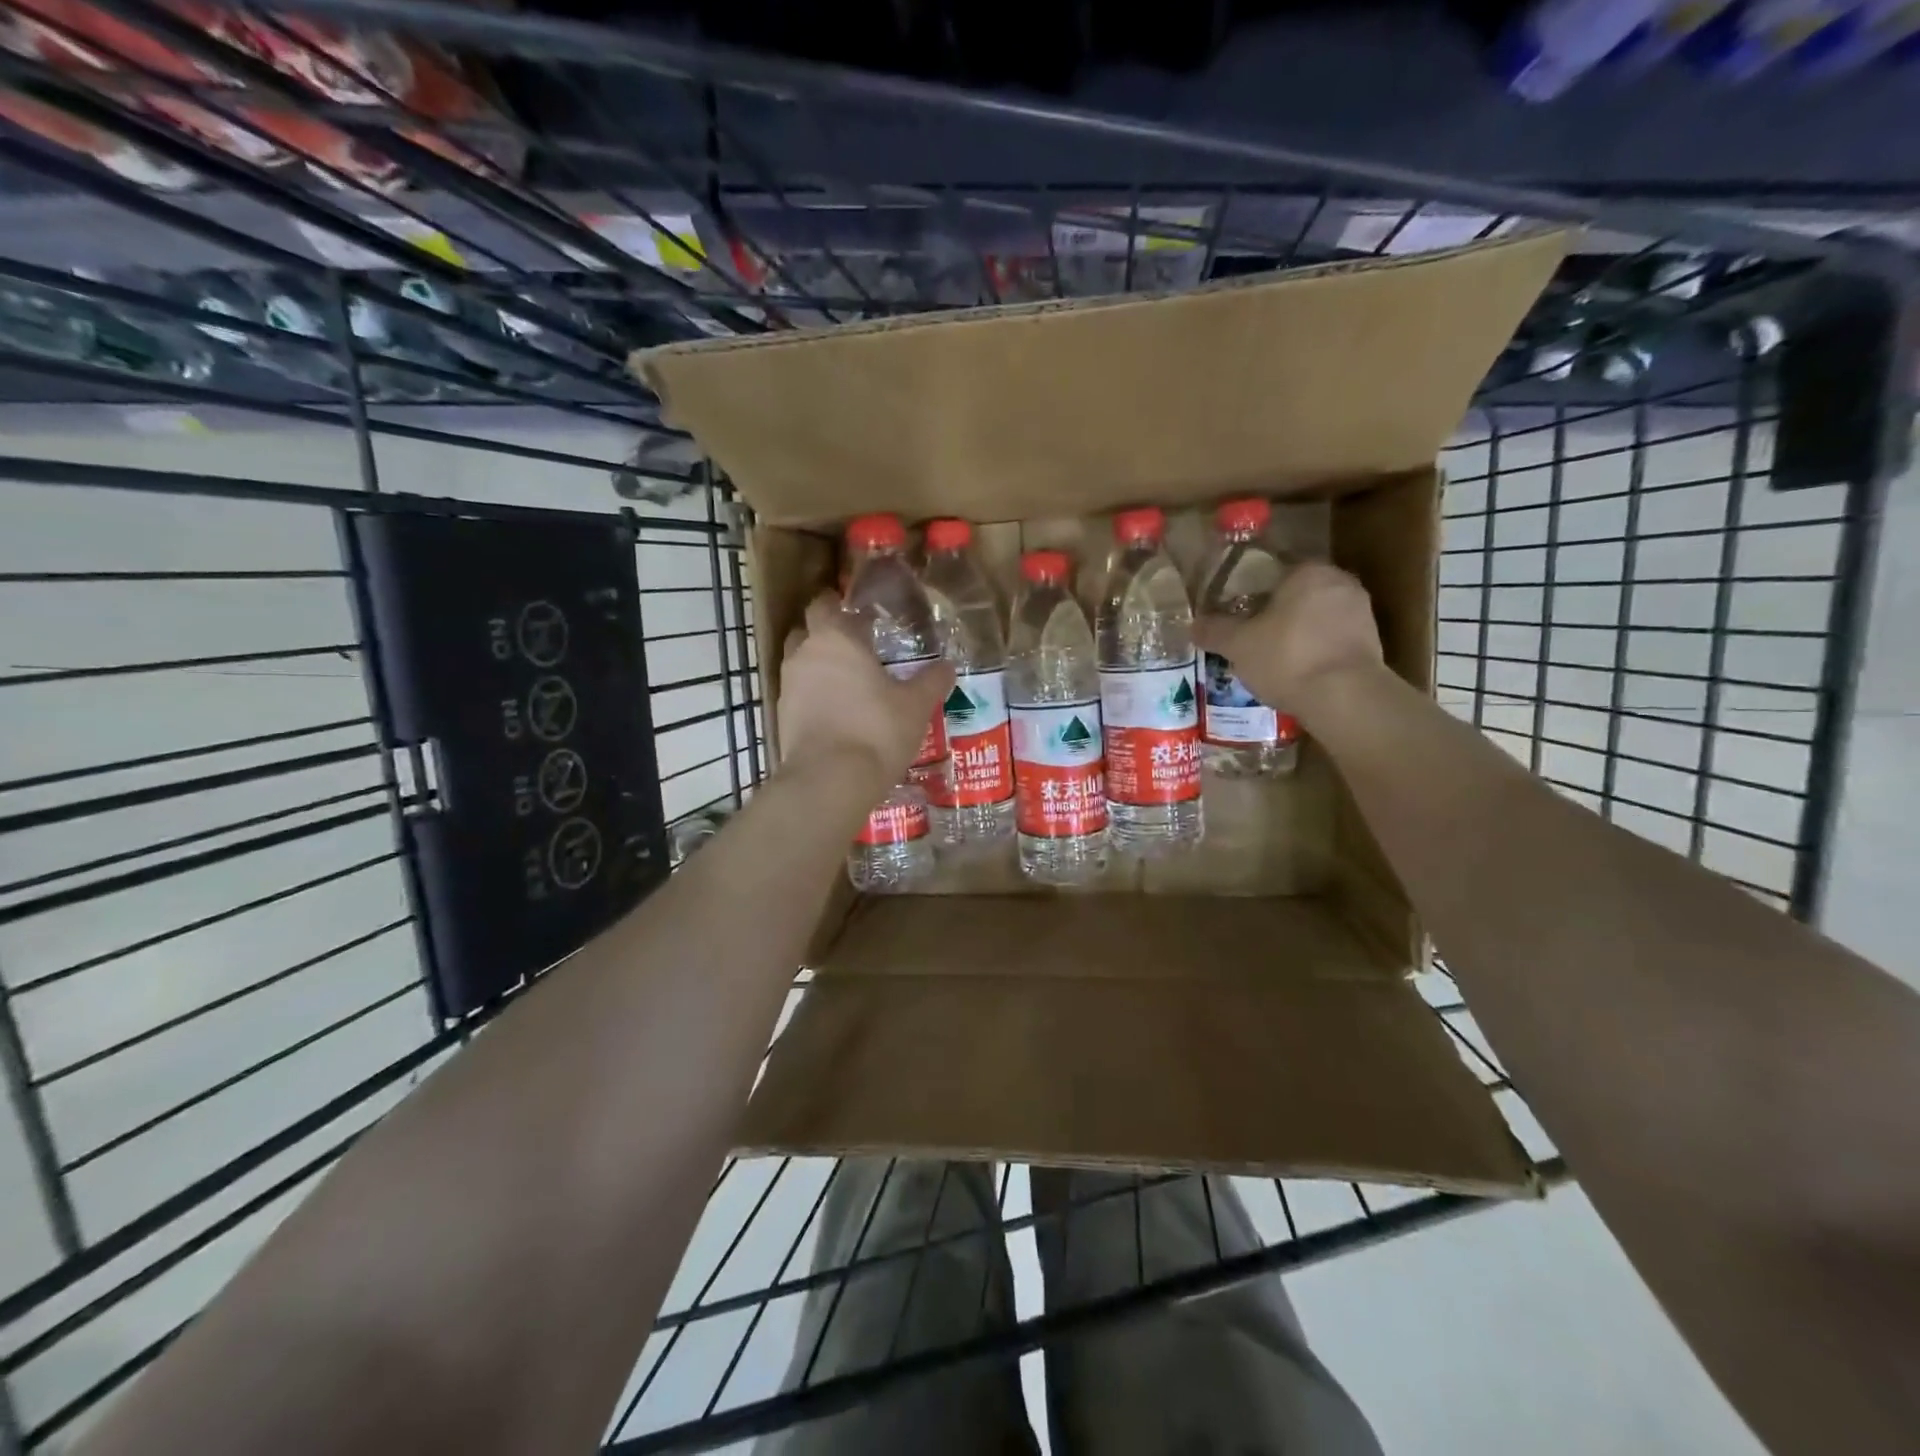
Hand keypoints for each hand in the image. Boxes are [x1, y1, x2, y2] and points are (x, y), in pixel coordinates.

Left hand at [777, 593, 955, 789]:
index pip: (828, 604)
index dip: (843, 606)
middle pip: (807, 628)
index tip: (864, 617)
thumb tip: (947, 666)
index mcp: (836, 638)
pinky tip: (836, 711)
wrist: (829, 780)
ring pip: (800, 661)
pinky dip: (813, 695)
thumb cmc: (876, 730)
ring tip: (848, 681)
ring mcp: (788, 685)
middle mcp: (804, 653)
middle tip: (857, 646)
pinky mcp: (781, 716)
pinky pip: (798, 693)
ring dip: (818, 664)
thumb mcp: (915, 706)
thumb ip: (931, 681)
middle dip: (827, 632)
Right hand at [1193, 561, 1383, 718]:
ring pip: (1316, 618)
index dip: (1250, 591)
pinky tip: (1296, 671)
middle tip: (1249, 635)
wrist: (1344, 697)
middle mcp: (1339, 583)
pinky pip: (1332, 640)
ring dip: (1296, 633)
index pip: (1273, 570)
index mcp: (1308, 571)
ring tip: (1270, 657)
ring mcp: (1361, 613)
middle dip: (1275, 613)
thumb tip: (1194, 625)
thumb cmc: (1286, 657)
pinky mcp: (1371, 644)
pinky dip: (1314, 651)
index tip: (1234, 611)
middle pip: (1297, 594)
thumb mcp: (1238, 645)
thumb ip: (1215, 630)